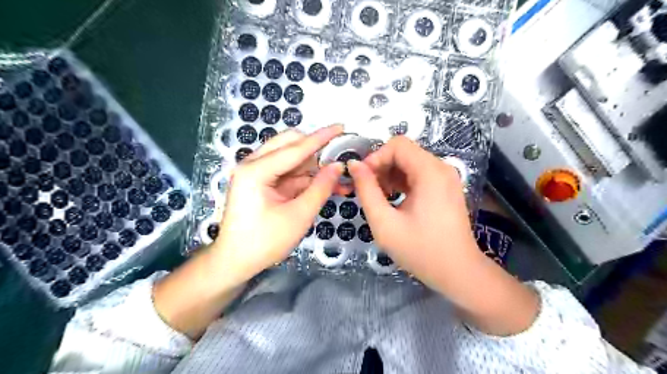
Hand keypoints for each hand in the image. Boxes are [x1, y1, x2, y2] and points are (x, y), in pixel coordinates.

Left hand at [210, 126, 345, 286]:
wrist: (235, 262)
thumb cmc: (264, 242)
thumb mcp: (298, 216)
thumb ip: (320, 188)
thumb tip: (338, 166)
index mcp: (256, 170)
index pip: (296, 148)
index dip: (321, 137)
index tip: (340, 126)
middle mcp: (253, 165)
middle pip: (290, 145)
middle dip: (316, 150)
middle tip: (339, 158)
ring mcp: (256, 173)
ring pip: (291, 159)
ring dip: (314, 166)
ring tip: (338, 178)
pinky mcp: (262, 183)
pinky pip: (288, 173)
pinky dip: (306, 178)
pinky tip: (325, 185)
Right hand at [347, 136, 537, 335]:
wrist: (458, 273)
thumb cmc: (420, 250)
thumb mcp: (384, 223)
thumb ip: (366, 190)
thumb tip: (354, 165)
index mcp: (430, 172)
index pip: (397, 145)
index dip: (375, 157)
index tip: (362, 179)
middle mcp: (441, 168)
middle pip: (404, 151)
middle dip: (381, 166)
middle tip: (367, 189)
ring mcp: (445, 178)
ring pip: (410, 162)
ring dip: (390, 174)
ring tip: (379, 197)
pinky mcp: (445, 188)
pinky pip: (419, 174)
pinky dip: (402, 181)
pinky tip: (394, 199)